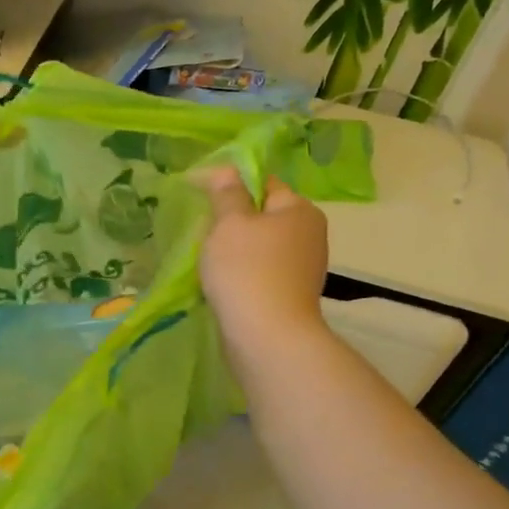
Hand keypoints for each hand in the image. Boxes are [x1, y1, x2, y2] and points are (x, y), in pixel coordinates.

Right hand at [198, 171, 329, 342]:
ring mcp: (302, 268)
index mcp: (299, 210)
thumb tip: (227, 171)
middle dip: (232, 221)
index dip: (231, 184)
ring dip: (234, 250)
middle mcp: (309, 235)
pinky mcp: (290, 296)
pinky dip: (242, 273)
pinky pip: (261, 273)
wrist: (267, 336)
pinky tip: (221, 283)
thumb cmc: (247, 269)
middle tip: (201, 229)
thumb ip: (227, 194)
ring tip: (206, 258)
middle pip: (262, 216)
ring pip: (260, 247)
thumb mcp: (229, 223)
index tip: (199, 194)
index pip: (264, 183)